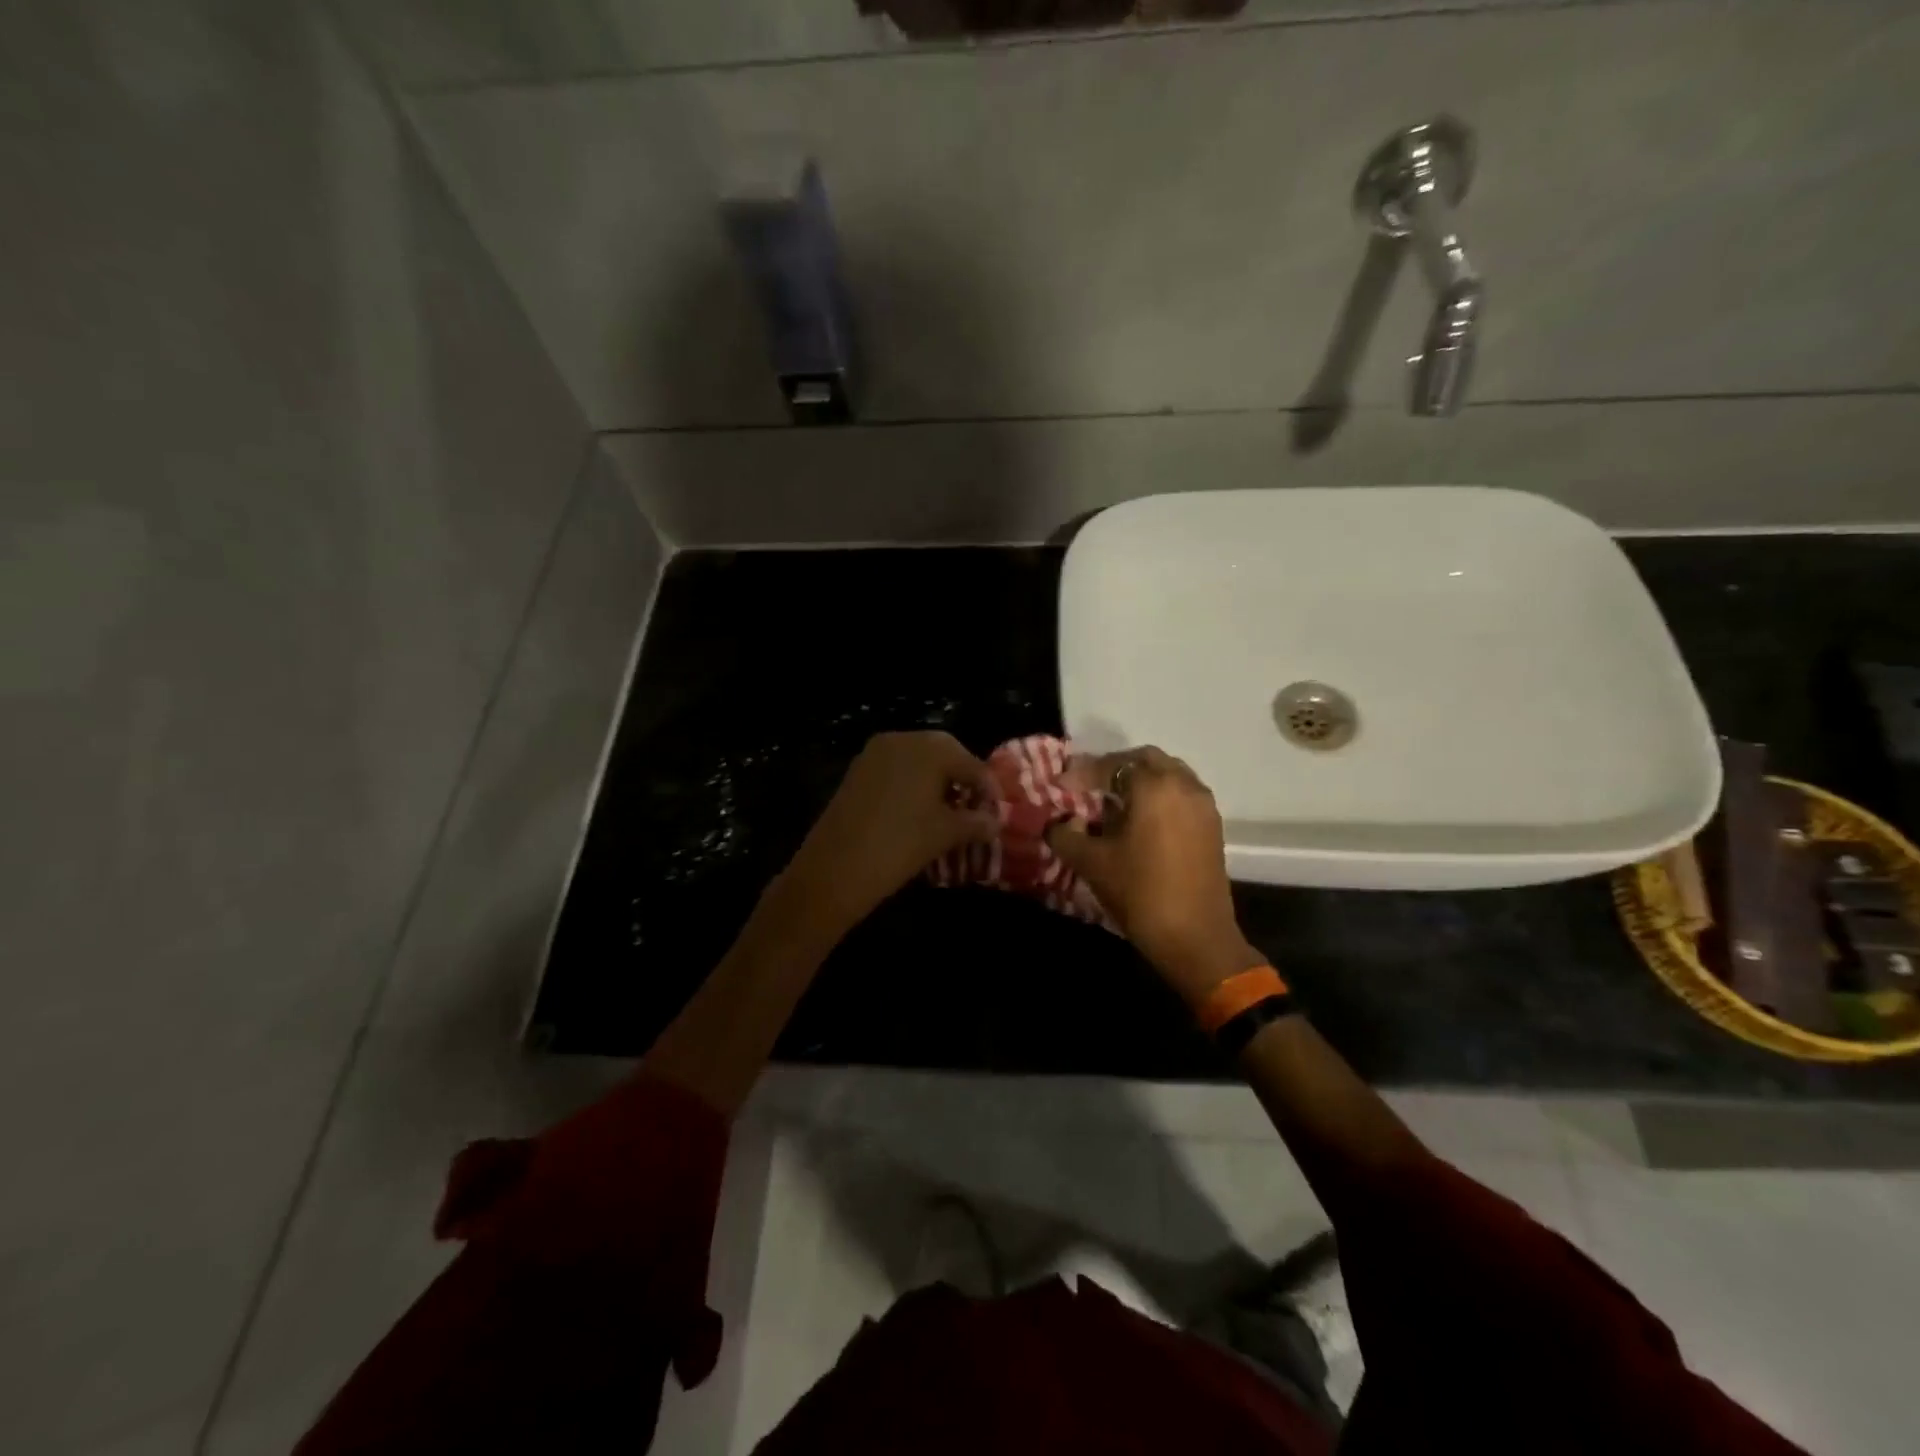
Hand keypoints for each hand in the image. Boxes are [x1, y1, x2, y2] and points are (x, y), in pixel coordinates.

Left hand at [785, 731, 999, 928]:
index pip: (971, 763)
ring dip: (936, 781)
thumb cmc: (900, 844)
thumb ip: (976, 822)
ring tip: (947, 813)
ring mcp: (875, 753)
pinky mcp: (857, 770)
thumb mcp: (946, 833)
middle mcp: (902, 739)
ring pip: (918, 760)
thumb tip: (995, 821)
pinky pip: (895, 769)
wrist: (835, 868)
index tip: (996, 813)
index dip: (987, 789)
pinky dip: (912, 784)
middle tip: (973, 809)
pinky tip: (917, 812)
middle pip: (944, 753)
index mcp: (929, 748)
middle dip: (961, 779)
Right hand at [1048, 747, 1263, 1002]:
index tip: (1059, 785)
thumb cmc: (1140, 893)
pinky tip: (1138, 822)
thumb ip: (1066, 835)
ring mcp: (1203, 805)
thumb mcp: (1091, 863)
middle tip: (1088, 786)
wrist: (1196, 938)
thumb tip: (1056, 823)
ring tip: (1112, 804)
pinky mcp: (1212, 827)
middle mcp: (1183, 785)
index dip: (1081, 773)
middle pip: (1145, 760)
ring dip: (1139, 782)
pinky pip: (1181, 795)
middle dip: (1114, 768)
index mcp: (1154, 786)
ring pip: (1168, 775)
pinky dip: (1158, 797)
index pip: (1111, 765)